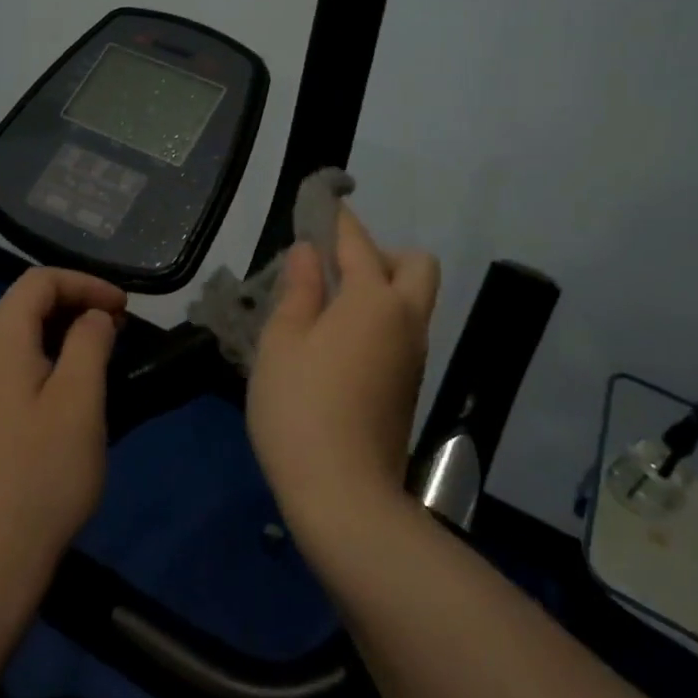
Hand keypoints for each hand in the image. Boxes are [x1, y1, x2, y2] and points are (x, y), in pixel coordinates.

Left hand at [0, 268, 126, 592]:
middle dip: (72, 305)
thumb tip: (93, 316)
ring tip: (95, 356)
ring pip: (10, 338)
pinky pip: (1, 369)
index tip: (124, 308)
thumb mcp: (80, 401)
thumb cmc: (40, 476)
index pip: (38, 281)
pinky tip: (60, 393)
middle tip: (116, 329)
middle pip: (21, 305)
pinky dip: (36, 361)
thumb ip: (89, 343)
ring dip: (55, 334)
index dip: (86, 283)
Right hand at [247, 208, 440, 530]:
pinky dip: (380, 320)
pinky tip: (338, 343)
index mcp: (373, 300)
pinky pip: (403, 331)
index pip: (357, 243)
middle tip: (334, 270)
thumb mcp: (283, 342)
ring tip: (327, 307)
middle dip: (380, 253)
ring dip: (381, 288)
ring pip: (412, 300)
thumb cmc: (301, 408)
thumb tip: (310, 252)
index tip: (322, 203)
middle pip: (415, 265)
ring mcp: (414, 356)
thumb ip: (299, 290)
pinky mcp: (409, 386)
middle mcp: (406, 320)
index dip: (338, 219)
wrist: (344, 495)